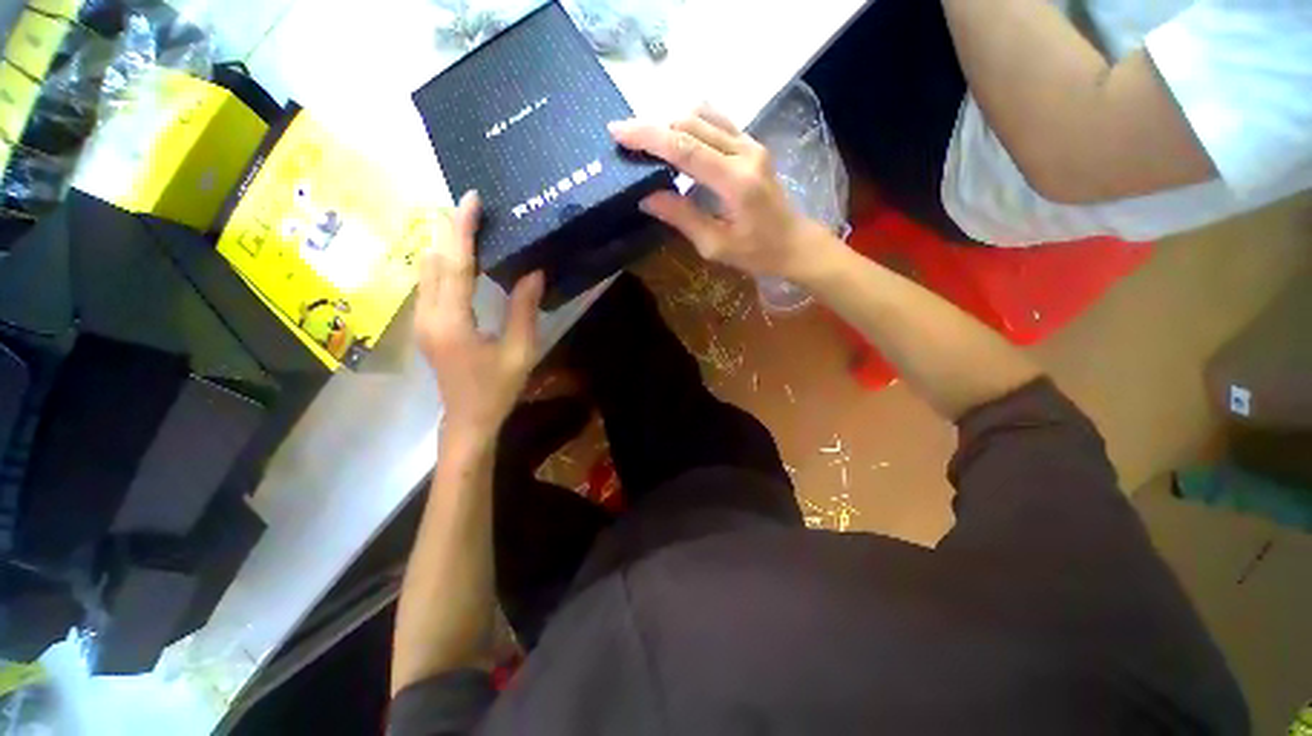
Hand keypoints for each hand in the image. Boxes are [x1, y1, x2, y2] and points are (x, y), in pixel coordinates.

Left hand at [416, 191, 543, 446]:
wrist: (467, 418)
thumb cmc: (497, 388)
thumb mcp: (520, 352)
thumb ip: (524, 310)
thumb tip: (533, 272)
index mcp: (453, 321)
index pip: (455, 265)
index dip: (463, 230)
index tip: (471, 200)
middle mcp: (428, 315)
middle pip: (434, 261)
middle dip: (448, 228)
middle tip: (466, 202)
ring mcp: (421, 320)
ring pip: (426, 270)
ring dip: (443, 243)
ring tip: (461, 221)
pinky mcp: (424, 325)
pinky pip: (428, 283)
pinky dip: (441, 262)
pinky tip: (454, 254)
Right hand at [609, 107, 822, 279]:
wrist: (794, 243)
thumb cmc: (757, 253)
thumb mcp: (716, 245)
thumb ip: (682, 217)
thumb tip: (645, 197)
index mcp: (736, 182)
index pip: (685, 148)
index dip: (649, 137)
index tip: (618, 132)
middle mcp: (745, 152)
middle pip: (691, 123)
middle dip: (653, 127)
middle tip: (626, 139)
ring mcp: (751, 144)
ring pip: (703, 116)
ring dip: (671, 124)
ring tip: (647, 141)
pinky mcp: (752, 145)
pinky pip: (716, 122)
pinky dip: (690, 125)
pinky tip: (676, 137)